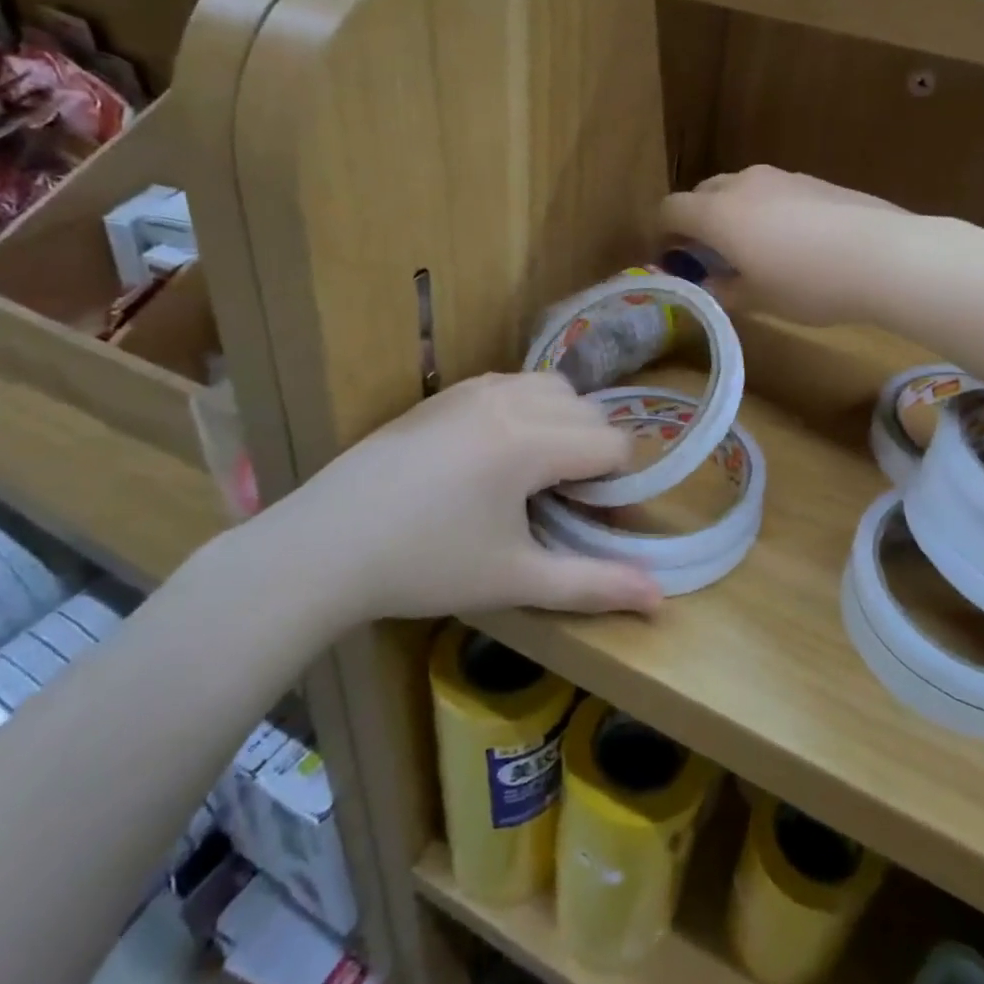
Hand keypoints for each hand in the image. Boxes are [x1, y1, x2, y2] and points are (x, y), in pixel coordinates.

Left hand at [227, 372, 661, 623]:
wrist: (322, 548)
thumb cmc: (424, 566)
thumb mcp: (515, 579)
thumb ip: (593, 585)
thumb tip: (661, 599)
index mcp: (530, 441)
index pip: (613, 443)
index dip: (617, 486)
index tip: (593, 522)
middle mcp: (508, 399)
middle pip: (589, 411)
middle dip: (595, 453)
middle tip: (567, 504)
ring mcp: (473, 389)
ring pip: (553, 388)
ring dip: (564, 424)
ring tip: (537, 474)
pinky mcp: (445, 393)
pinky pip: (512, 384)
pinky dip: (529, 409)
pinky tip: (498, 455)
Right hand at [660, 166, 910, 326]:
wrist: (884, 255)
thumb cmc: (809, 283)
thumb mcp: (759, 299)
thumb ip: (725, 289)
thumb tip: (711, 283)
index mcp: (719, 213)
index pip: (670, 209)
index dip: (662, 233)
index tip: (670, 258)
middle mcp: (744, 184)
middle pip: (703, 192)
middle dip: (697, 220)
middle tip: (709, 255)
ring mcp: (782, 176)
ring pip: (740, 189)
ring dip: (733, 213)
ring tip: (753, 248)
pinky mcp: (814, 180)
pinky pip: (774, 191)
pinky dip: (766, 210)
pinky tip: (793, 241)